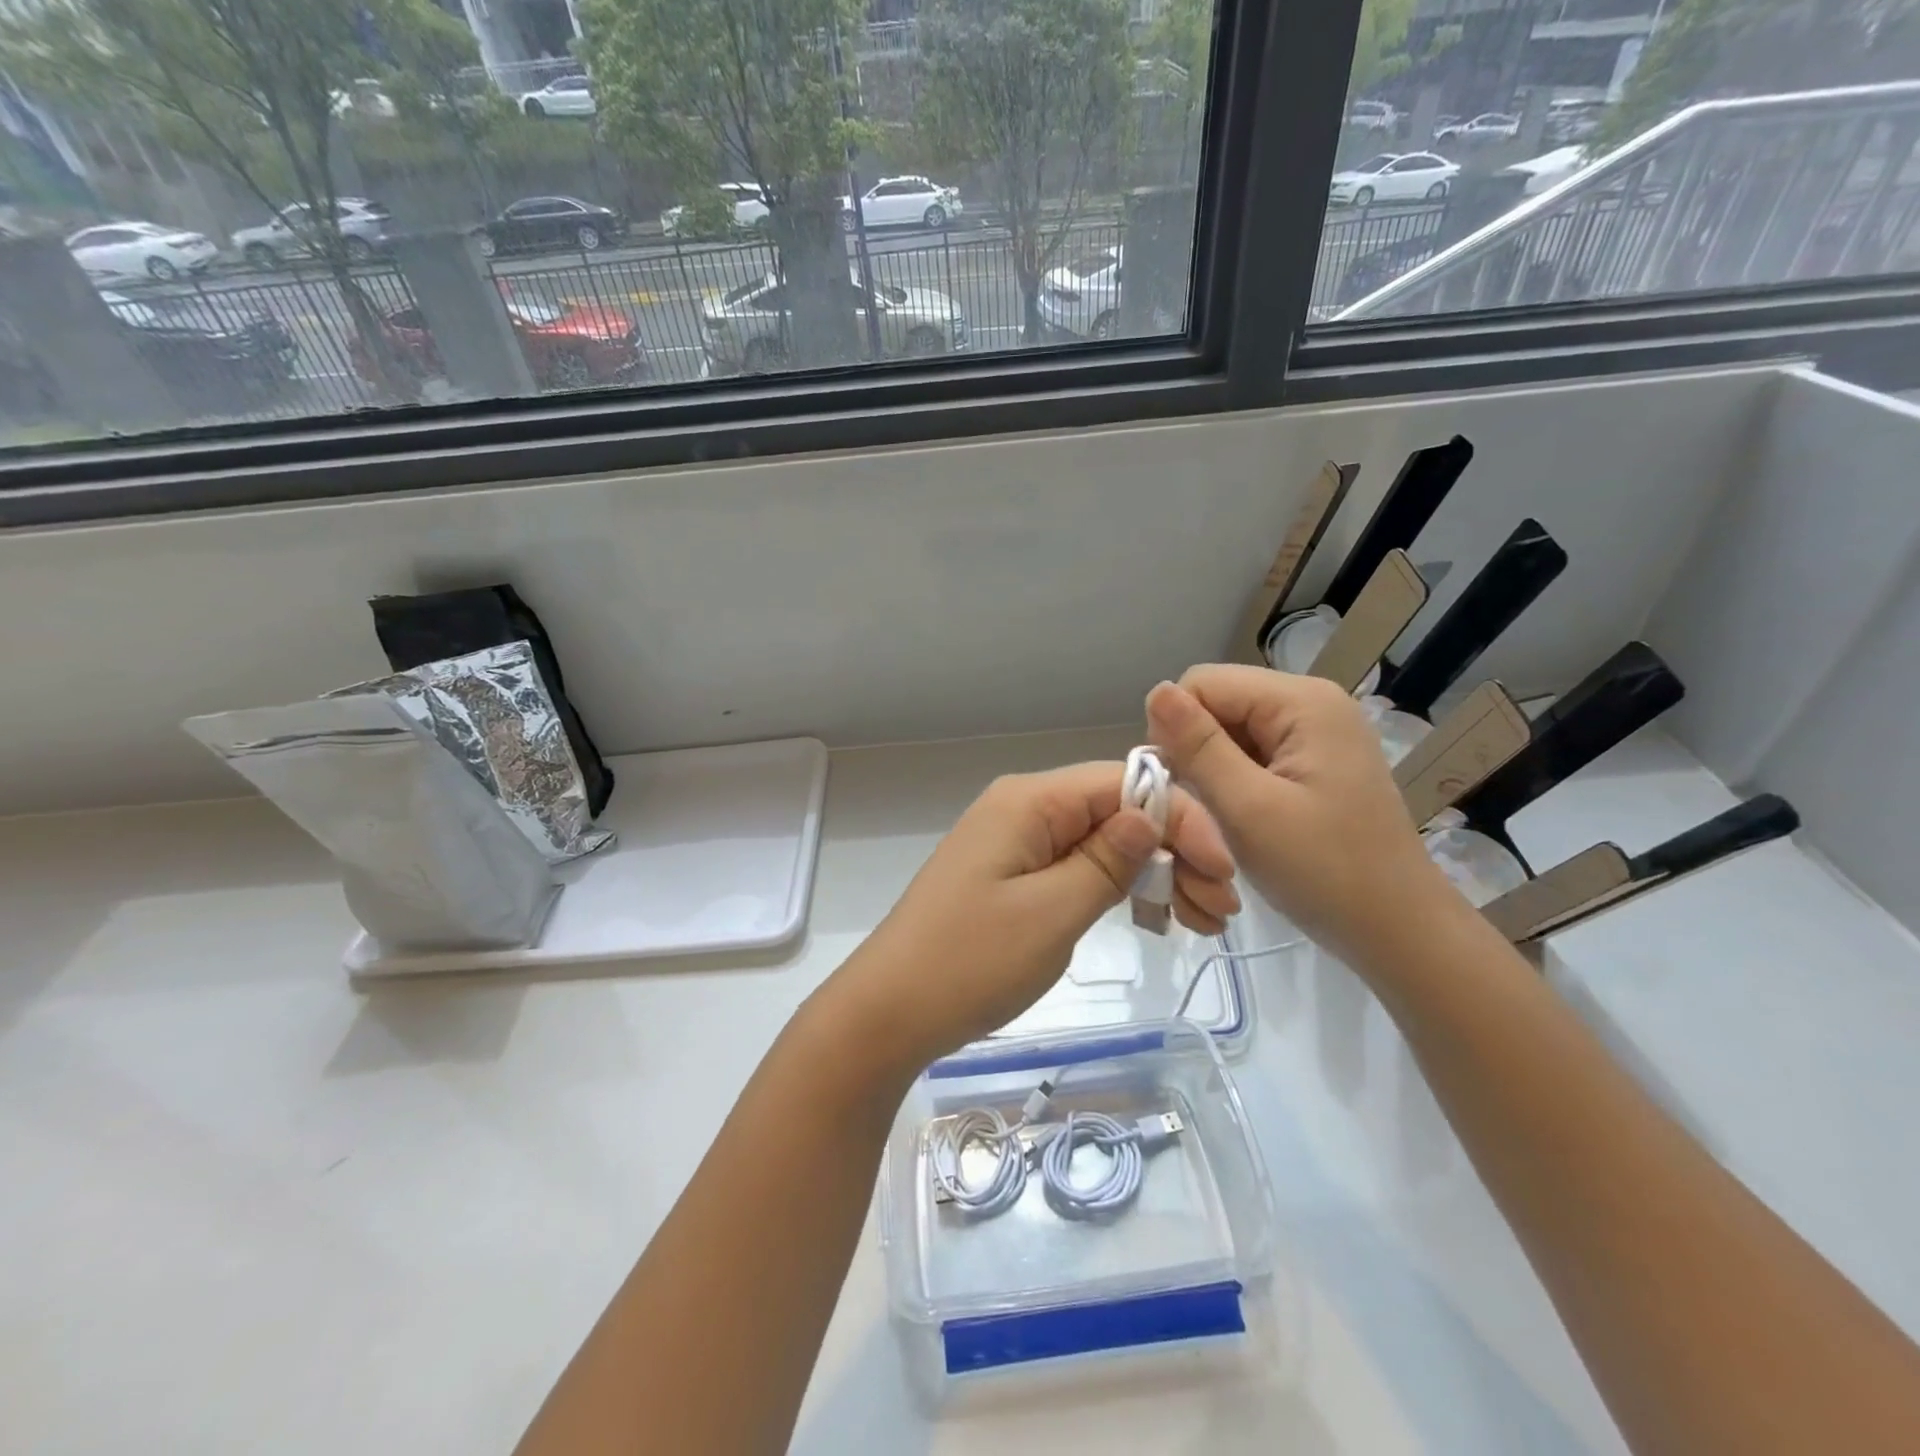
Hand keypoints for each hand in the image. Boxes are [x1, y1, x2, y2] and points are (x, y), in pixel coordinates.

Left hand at [831, 761, 1238, 1072]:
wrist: (889, 1011)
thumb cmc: (971, 961)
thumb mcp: (1053, 912)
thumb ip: (1107, 860)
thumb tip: (1148, 815)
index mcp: (1030, 800)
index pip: (1124, 785)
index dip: (1181, 820)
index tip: (1223, 875)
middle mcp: (1022, 808)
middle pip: (1115, 810)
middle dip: (1174, 850)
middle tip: (1217, 911)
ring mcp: (1013, 843)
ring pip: (1100, 841)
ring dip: (1151, 873)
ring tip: (1196, 921)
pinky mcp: (1009, 877)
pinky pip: (1074, 866)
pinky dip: (1115, 888)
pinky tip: (1149, 917)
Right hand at [1146, 666, 1458, 969]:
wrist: (1398, 930)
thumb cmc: (1324, 871)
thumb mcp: (1249, 808)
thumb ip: (1198, 747)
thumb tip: (1156, 690)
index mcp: (1301, 701)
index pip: (1202, 683)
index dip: (1177, 730)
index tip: (1180, 787)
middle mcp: (1311, 703)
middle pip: (1217, 705)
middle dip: (1196, 753)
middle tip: (1203, 810)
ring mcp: (1316, 733)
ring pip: (1229, 733)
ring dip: (1212, 773)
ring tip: (1224, 820)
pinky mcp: (1315, 762)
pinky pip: (1251, 754)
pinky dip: (1234, 784)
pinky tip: (1243, 820)